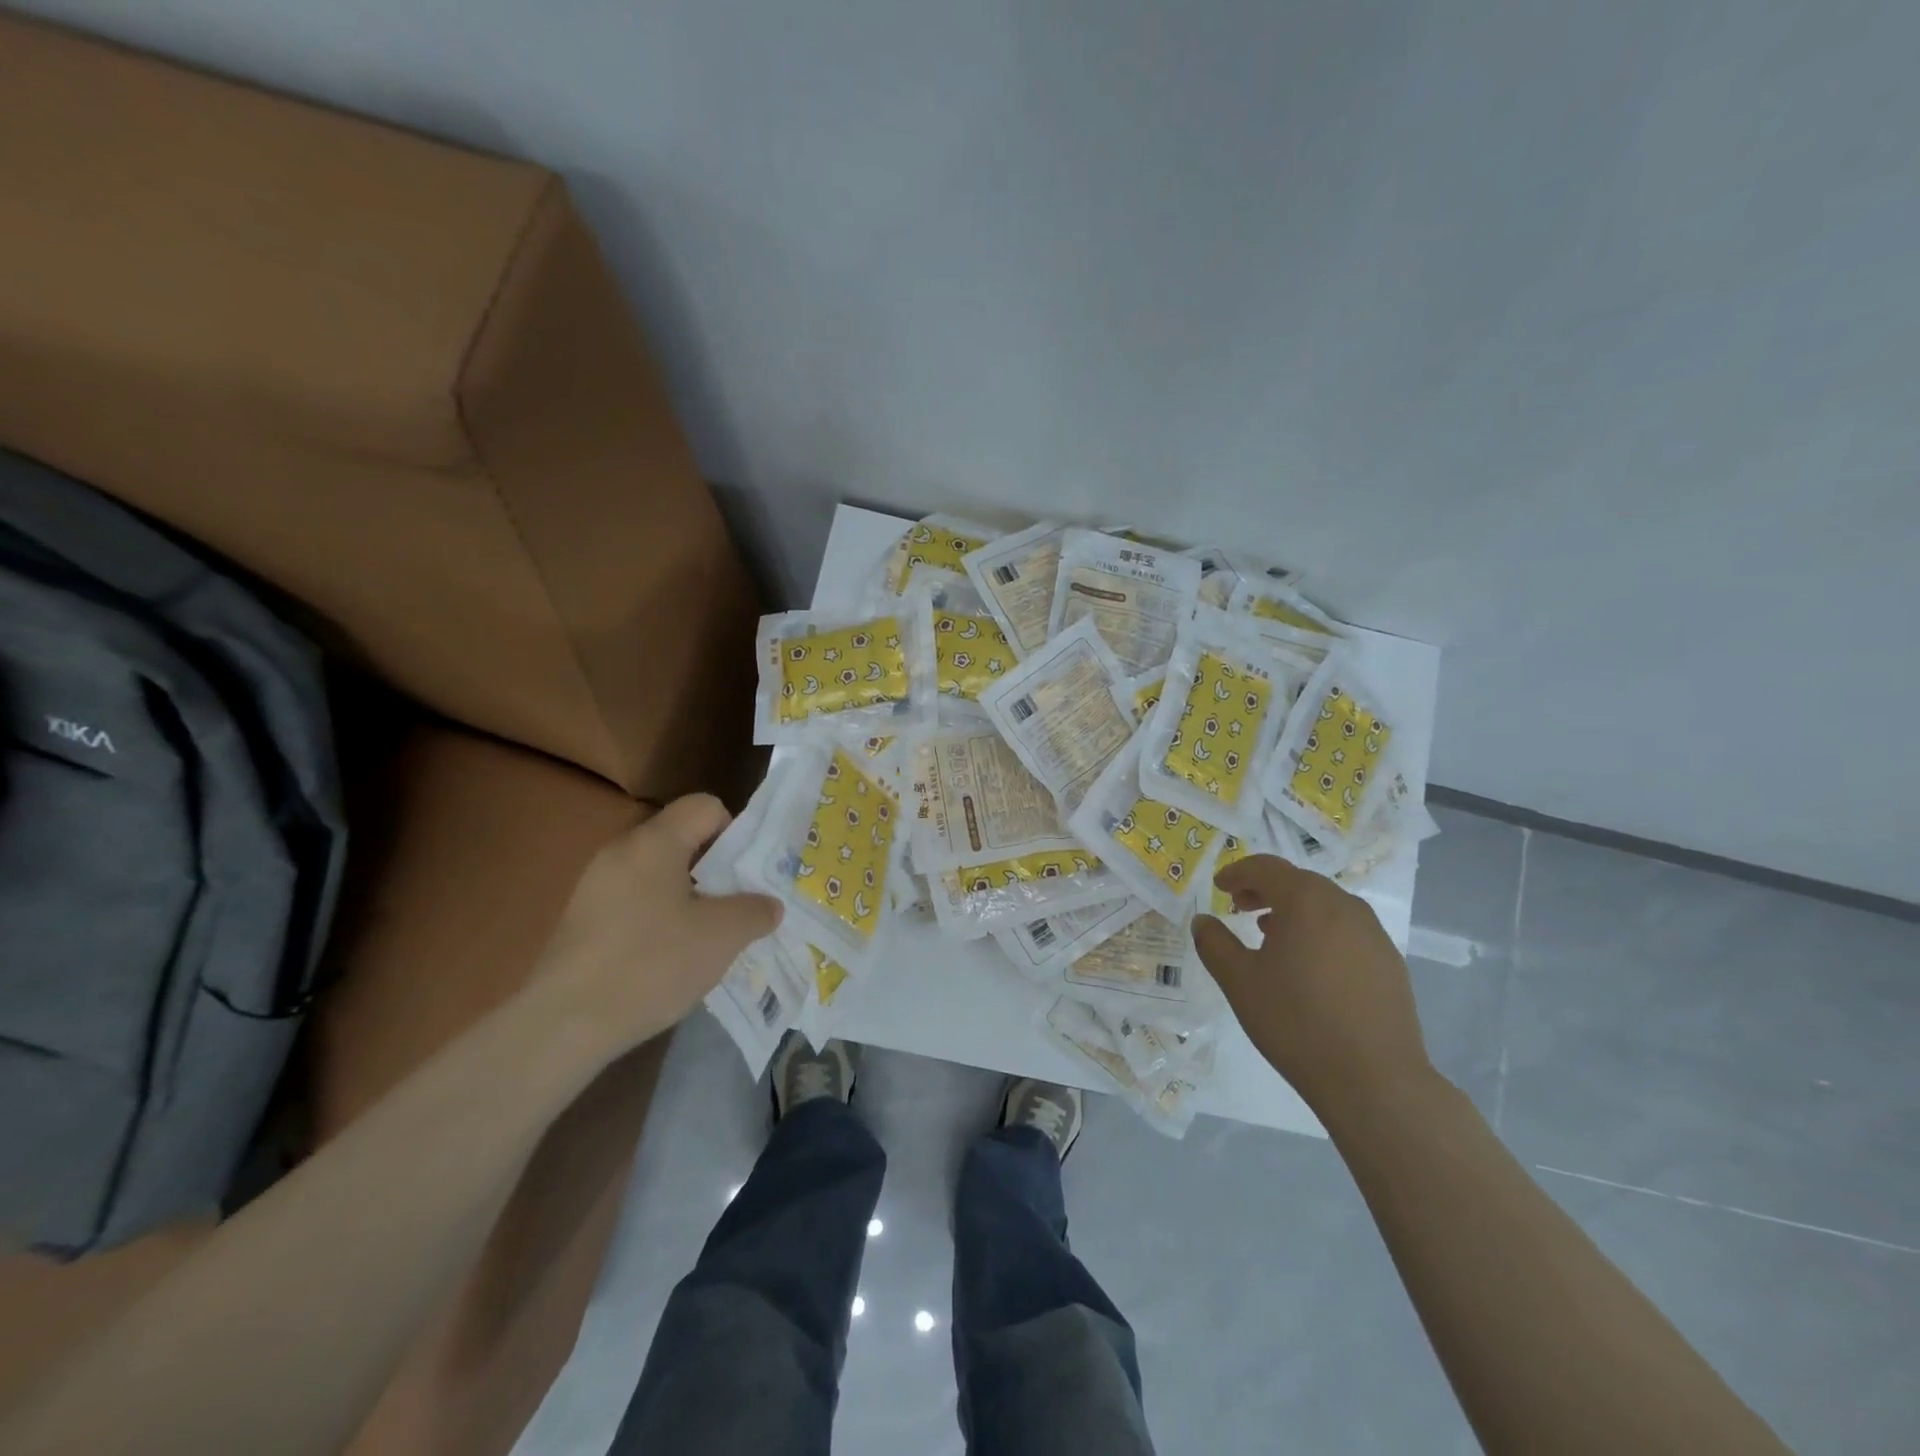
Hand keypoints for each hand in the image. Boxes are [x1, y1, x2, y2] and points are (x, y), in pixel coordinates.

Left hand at [533, 794, 781, 1053]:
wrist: (564, 1024)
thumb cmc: (652, 964)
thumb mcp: (722, 936)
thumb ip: (755, 911)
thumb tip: (768, 905)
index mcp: (654, 842)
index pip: (705, 806)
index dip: (735, 831)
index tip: (746, 874)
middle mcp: (621, 852)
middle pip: (682, 841)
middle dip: (717, 870)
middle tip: (737, 908)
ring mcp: (596, 887)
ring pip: (660, 875)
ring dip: (690, 898)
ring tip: (707, 939)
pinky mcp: (583, 921)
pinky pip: (636, 903)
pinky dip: (660, 920)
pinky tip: (668, 960)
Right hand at [1192, 854, 1431, 1118]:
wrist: (1374, 1080)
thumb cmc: (1296, 1022)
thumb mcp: (1239, 981)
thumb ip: (1214, 943)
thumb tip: (1203, 920)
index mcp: (1306, 901)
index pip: (1266, 868)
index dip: (1238, 872)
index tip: (1219, 887)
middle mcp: (1344, 906)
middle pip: (1298, 882)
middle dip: (1265, 889)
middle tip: (1239, 907)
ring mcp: (1373, 934)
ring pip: (1326, 906)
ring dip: (1294, 910)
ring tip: (1270, 934)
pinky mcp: (1390, 963)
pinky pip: (1347, 931)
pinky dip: (1320, 932)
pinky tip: (1308, 965)